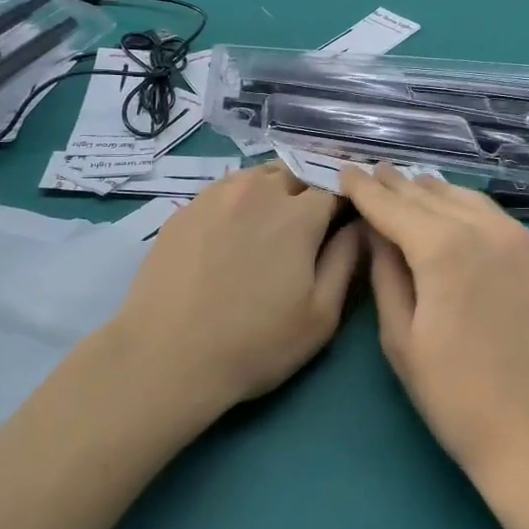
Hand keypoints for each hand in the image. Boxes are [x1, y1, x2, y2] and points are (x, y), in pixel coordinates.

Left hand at [105, 163, 362, 417]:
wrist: (167, 356)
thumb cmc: (255, 343)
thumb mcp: (321, 315)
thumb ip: (347, 259)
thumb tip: (361, 224)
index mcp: (299, 213)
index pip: (336, 186)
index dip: (348, 199)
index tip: (349, 217)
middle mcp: (258, 190)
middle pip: (297, 172)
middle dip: (312, 189)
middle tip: (312, 223)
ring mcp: (216, 194)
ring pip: (259, 176)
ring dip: (275, 189)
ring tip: (273, 223)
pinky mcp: (185, 208)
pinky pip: (225, 190)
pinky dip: (241, 200)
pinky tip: (233, 231)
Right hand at [341, 166, 528, 487]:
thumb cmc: (460, 399)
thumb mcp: (402, 340)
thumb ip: (386, 275)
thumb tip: (377, 234)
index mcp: (444, 248)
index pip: (393, 205)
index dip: (365, 188)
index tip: (345, 170)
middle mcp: (488, 230)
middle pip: (432, 195)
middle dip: (398, 184)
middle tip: (375, 172)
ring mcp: (526, 244)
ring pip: (470, 200)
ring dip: (436, 192)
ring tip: (413, 187)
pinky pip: (500, 222)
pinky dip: (471, 212)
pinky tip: (461, 219)